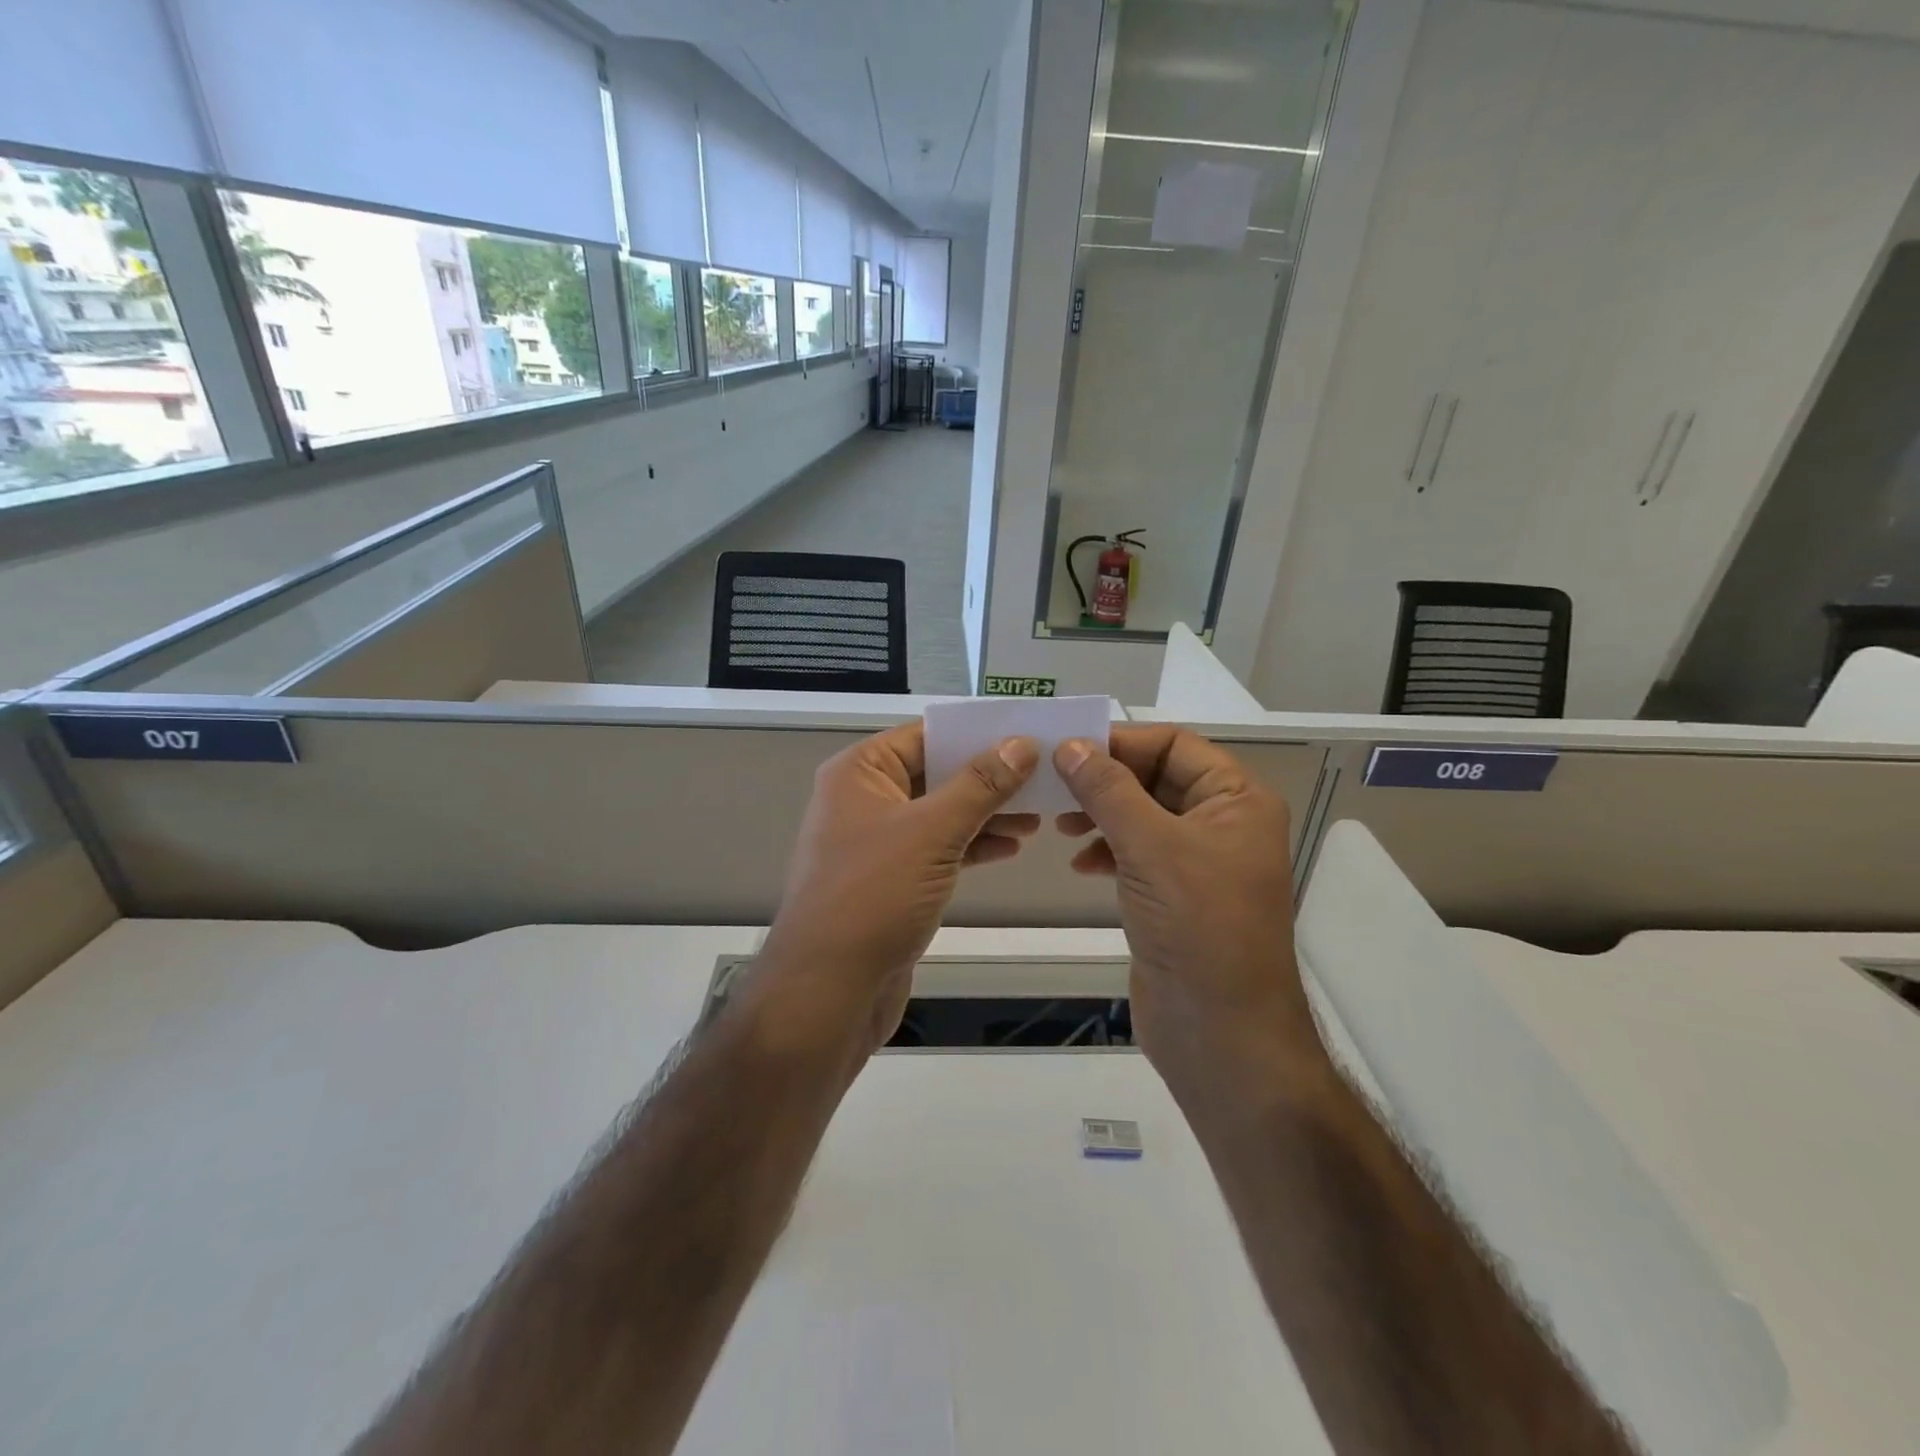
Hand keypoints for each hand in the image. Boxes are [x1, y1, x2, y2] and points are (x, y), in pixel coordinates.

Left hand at [756, 722, 1040, 1051]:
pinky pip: (937, 848)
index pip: (925, 736)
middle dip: (989, 777)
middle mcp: (865, 799)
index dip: (976, 734)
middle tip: (1044, 778)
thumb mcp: (931, 831)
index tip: (1029, 734)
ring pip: (941, 813)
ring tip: (1039, 815)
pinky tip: (1011, 847)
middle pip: (935, 773)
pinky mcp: (892, 879)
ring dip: (986, 813)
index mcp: (860, 772)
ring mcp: (877, 842)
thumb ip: (979, 784)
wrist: (829, 990)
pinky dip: (971, 845)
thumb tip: (1021, 744)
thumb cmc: (874, 895)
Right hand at [1054, 725, 1321, 1086]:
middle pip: (1157, 778)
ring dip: (1102, 813)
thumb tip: (1071, 746)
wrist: (1221, 1032)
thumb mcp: (1150, 846)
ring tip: (1060, 825)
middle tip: (1053, 785)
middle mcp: (1223, 823)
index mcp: (1237, 799)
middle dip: (1106, 779)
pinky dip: (1108, 849)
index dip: (1121, 742)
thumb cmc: (1197, 926)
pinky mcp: (1177, 896)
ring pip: (1143, 816)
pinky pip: (1139, 853)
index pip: (1175, 745)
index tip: (1066, 748)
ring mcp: (1200, 863)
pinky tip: (1080, 863)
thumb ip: (1108, 790)